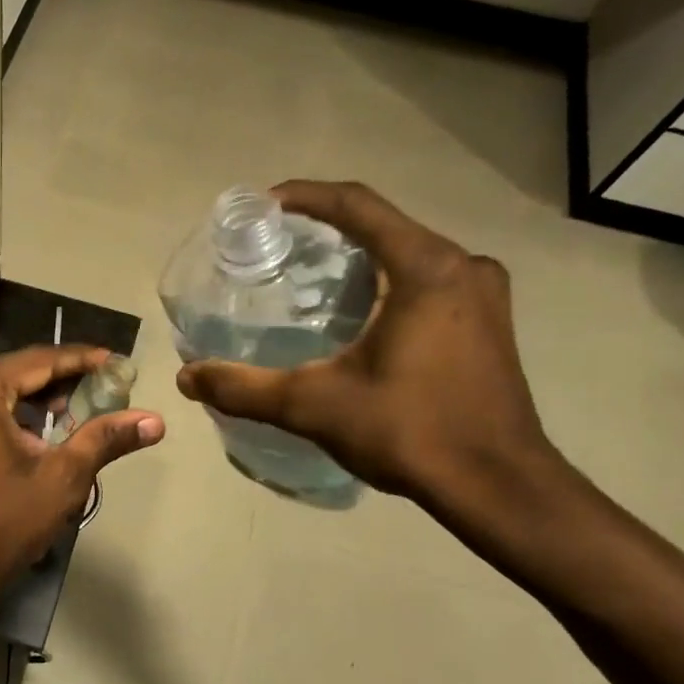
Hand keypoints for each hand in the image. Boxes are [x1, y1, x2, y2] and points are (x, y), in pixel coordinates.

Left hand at [0, 345, 164, 616]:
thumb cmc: (0, 528)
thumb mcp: (60, 481)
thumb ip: (104, 439)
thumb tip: (155, 420)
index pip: (38, 360)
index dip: (80, 360)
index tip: (114, 362)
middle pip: (8, 373)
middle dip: (52, 383)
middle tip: (93, 396)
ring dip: (22, 400)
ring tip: (62, 418)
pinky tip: (21, 434)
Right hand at [176, 181, 550, 500]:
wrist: (498, 487)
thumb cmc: (411, 433)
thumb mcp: (314, 406)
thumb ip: (245, 388)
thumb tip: (186, 378)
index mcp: (426, 268)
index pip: (356, 206)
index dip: (305, 196)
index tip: (262, 205)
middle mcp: (462, 266)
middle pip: (383, 225)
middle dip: (326, 228)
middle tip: (276, 247)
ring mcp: (483, 294)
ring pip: (407, 253)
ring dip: (358, 256)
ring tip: (307, 278)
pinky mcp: (489, 322)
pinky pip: (428, 279)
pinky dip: (385, 281)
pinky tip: (354, 313)